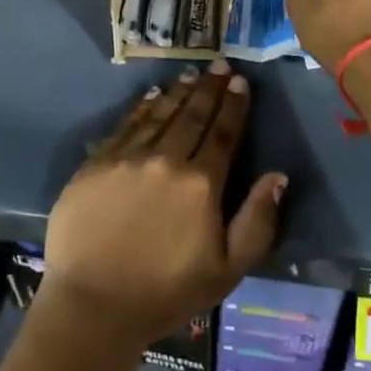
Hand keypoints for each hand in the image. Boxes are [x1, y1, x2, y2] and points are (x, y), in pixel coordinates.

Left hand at [44, 62, 286, 347]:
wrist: (93, 305)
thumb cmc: (166, 292)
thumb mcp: (227, 270)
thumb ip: (257, 222)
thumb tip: (277, 176)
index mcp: (201, 184)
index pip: (223, 133)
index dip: (233, 106)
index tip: (240, 82)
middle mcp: (166, 159)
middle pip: (192, 115)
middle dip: (209, 88)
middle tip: (218, 65)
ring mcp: (128, 157)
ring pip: (160, 114)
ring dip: (179, 92)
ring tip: (191, 75)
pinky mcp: (97, 162)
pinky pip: (126, 125)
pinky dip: (143, 107)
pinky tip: (152, 95)